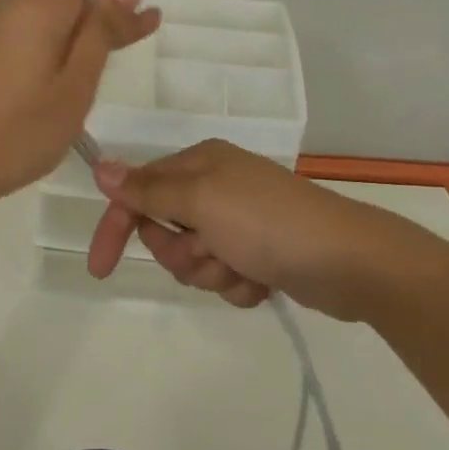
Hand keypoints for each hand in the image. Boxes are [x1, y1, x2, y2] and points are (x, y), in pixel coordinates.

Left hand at [0, 0, 174, 215]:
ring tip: (149, 13)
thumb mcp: (73, 84)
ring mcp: (3, 27)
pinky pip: (46, 26)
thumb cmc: (14, 131)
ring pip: (64, 4)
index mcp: (39, 5)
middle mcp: (19, 4)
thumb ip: (101, 30)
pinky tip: (103, 45)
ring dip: (103, 6)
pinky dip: (78, 30)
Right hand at [86, 140, 397, 319]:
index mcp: (200, 164)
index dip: (118, 227)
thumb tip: (101, 168)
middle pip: (165, 230)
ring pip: (194, 260)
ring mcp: (239, 222)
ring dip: (212, 273)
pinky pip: (225, 277)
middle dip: (182, 253)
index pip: (140, 192)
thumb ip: (148, 188)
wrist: (347, 260)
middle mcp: (216, 187)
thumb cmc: (266, 222)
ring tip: (242, 268)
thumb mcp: (200, 199)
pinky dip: (238, 285)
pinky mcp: (259, 254)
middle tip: (209, 252)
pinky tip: (262, 282)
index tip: (101, 268)